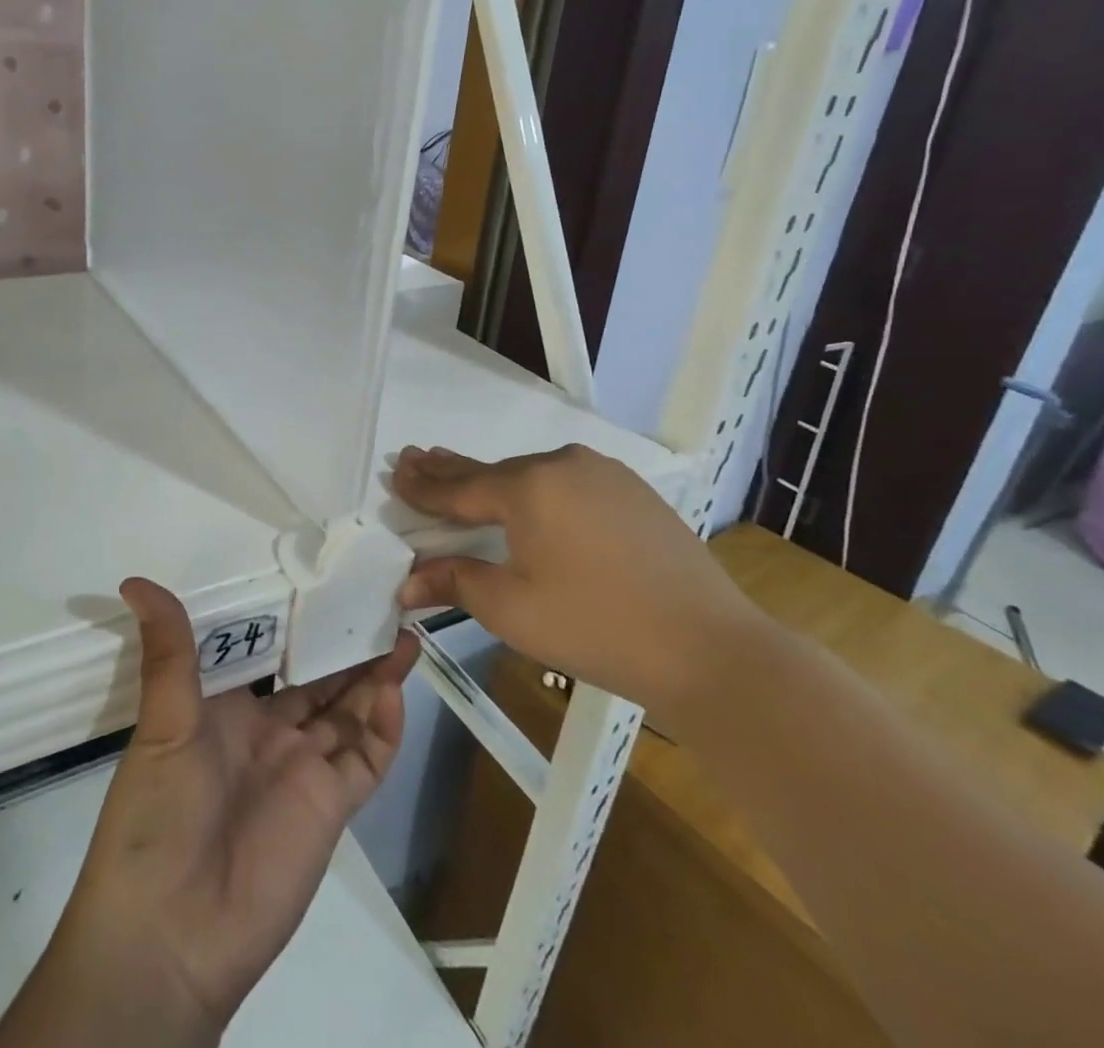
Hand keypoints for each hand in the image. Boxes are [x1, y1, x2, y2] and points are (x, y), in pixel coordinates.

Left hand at [32, 578, 417, 1042]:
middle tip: (383, 602)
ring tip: (403, 634)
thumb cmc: (157, 815)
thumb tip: (136, 580)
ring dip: (375, 677)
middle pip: (320, 680)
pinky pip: (364, 760)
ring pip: (349, 712)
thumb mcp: (163, 723)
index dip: (299, 622)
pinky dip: (382, 728)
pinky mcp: (330, 807)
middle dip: (349, 646)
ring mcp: (302, 769)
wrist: (170, 936)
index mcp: (227, 708)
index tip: (327, 580)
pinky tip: (392, 691)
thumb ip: (167, 652)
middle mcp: (269, 732)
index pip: (271, 652)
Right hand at [391, 444, 762, 721]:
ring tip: (460, 473)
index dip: (423, 486)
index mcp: (527, 487)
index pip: (459, 488)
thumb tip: (405, 584)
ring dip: (494, 479)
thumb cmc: (595, 627)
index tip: (394, 472)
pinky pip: (566, 481)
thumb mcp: (512, 609)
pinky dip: (536, 487)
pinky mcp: (632, 490)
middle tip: (413, 456)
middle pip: (492, 471)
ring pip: (532, 473)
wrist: (709, 647)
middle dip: (449, 469)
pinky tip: (527, 495)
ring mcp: (602, 473)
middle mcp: (561, 465)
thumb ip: (454, 582)